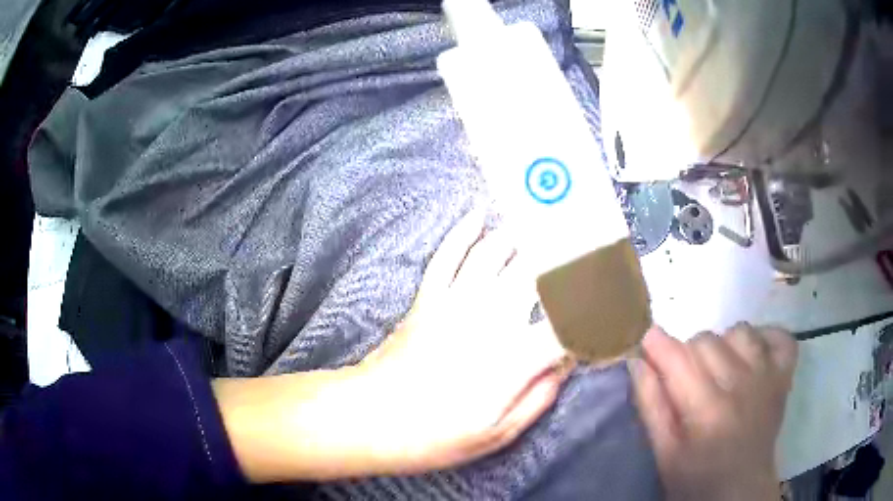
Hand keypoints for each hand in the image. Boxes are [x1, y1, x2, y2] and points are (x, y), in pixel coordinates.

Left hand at [215, 210, 569, 481]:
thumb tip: (565, 365)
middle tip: (587, 236)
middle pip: (538, 271)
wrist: (372, 418)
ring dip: (523, 233)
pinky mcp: (428, 298)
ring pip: (496, 252)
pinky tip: (478, 213)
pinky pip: (448, 254)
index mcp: (515, 357)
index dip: (596, 307)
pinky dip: (463, 230)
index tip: (613, 296)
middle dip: (567, 251)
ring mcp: (456, 302)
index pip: (570, 321)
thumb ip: (539, 396)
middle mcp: (492, 318)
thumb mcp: (497, 433)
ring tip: (545, 220)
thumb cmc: (436, 435)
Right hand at [631, 324, 797, 500]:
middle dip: (687, 354)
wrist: (740, 490)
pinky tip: (753, 354)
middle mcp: (740, 384)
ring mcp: (767, 376)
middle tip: (686, 379)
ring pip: (740, 331)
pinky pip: (780, 336)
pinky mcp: (784, 376)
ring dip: (724, 345)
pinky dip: (766, 337)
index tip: (648, 343)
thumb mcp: (664, 453)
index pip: (677, 358)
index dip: (657, 344)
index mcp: (706, 409)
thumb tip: (638, 363)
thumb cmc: (696, 478)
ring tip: (720, 370)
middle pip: (706, 340)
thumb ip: (651, 406)